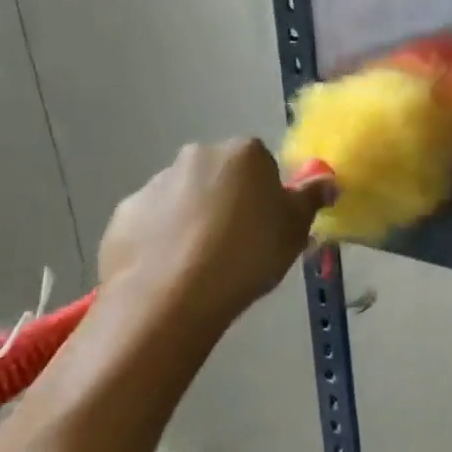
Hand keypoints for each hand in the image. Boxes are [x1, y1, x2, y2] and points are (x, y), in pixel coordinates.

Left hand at [98, 140, 333, 341]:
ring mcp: (154, 184)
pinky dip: (163, 239)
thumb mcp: (295, 229)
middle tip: (241, 244)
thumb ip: (311, 199)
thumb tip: (328, 181)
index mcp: (243, 153)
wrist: (170, 297)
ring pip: (185, 198)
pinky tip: (173, 271)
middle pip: (222, 176)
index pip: (263, 164)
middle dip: (230, 201)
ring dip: (195, 219)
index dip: (267, 195)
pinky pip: (153, 223)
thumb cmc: (247, 255)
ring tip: (203, 264)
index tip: (269, 226)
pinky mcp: (123, 215)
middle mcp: (197, 156)